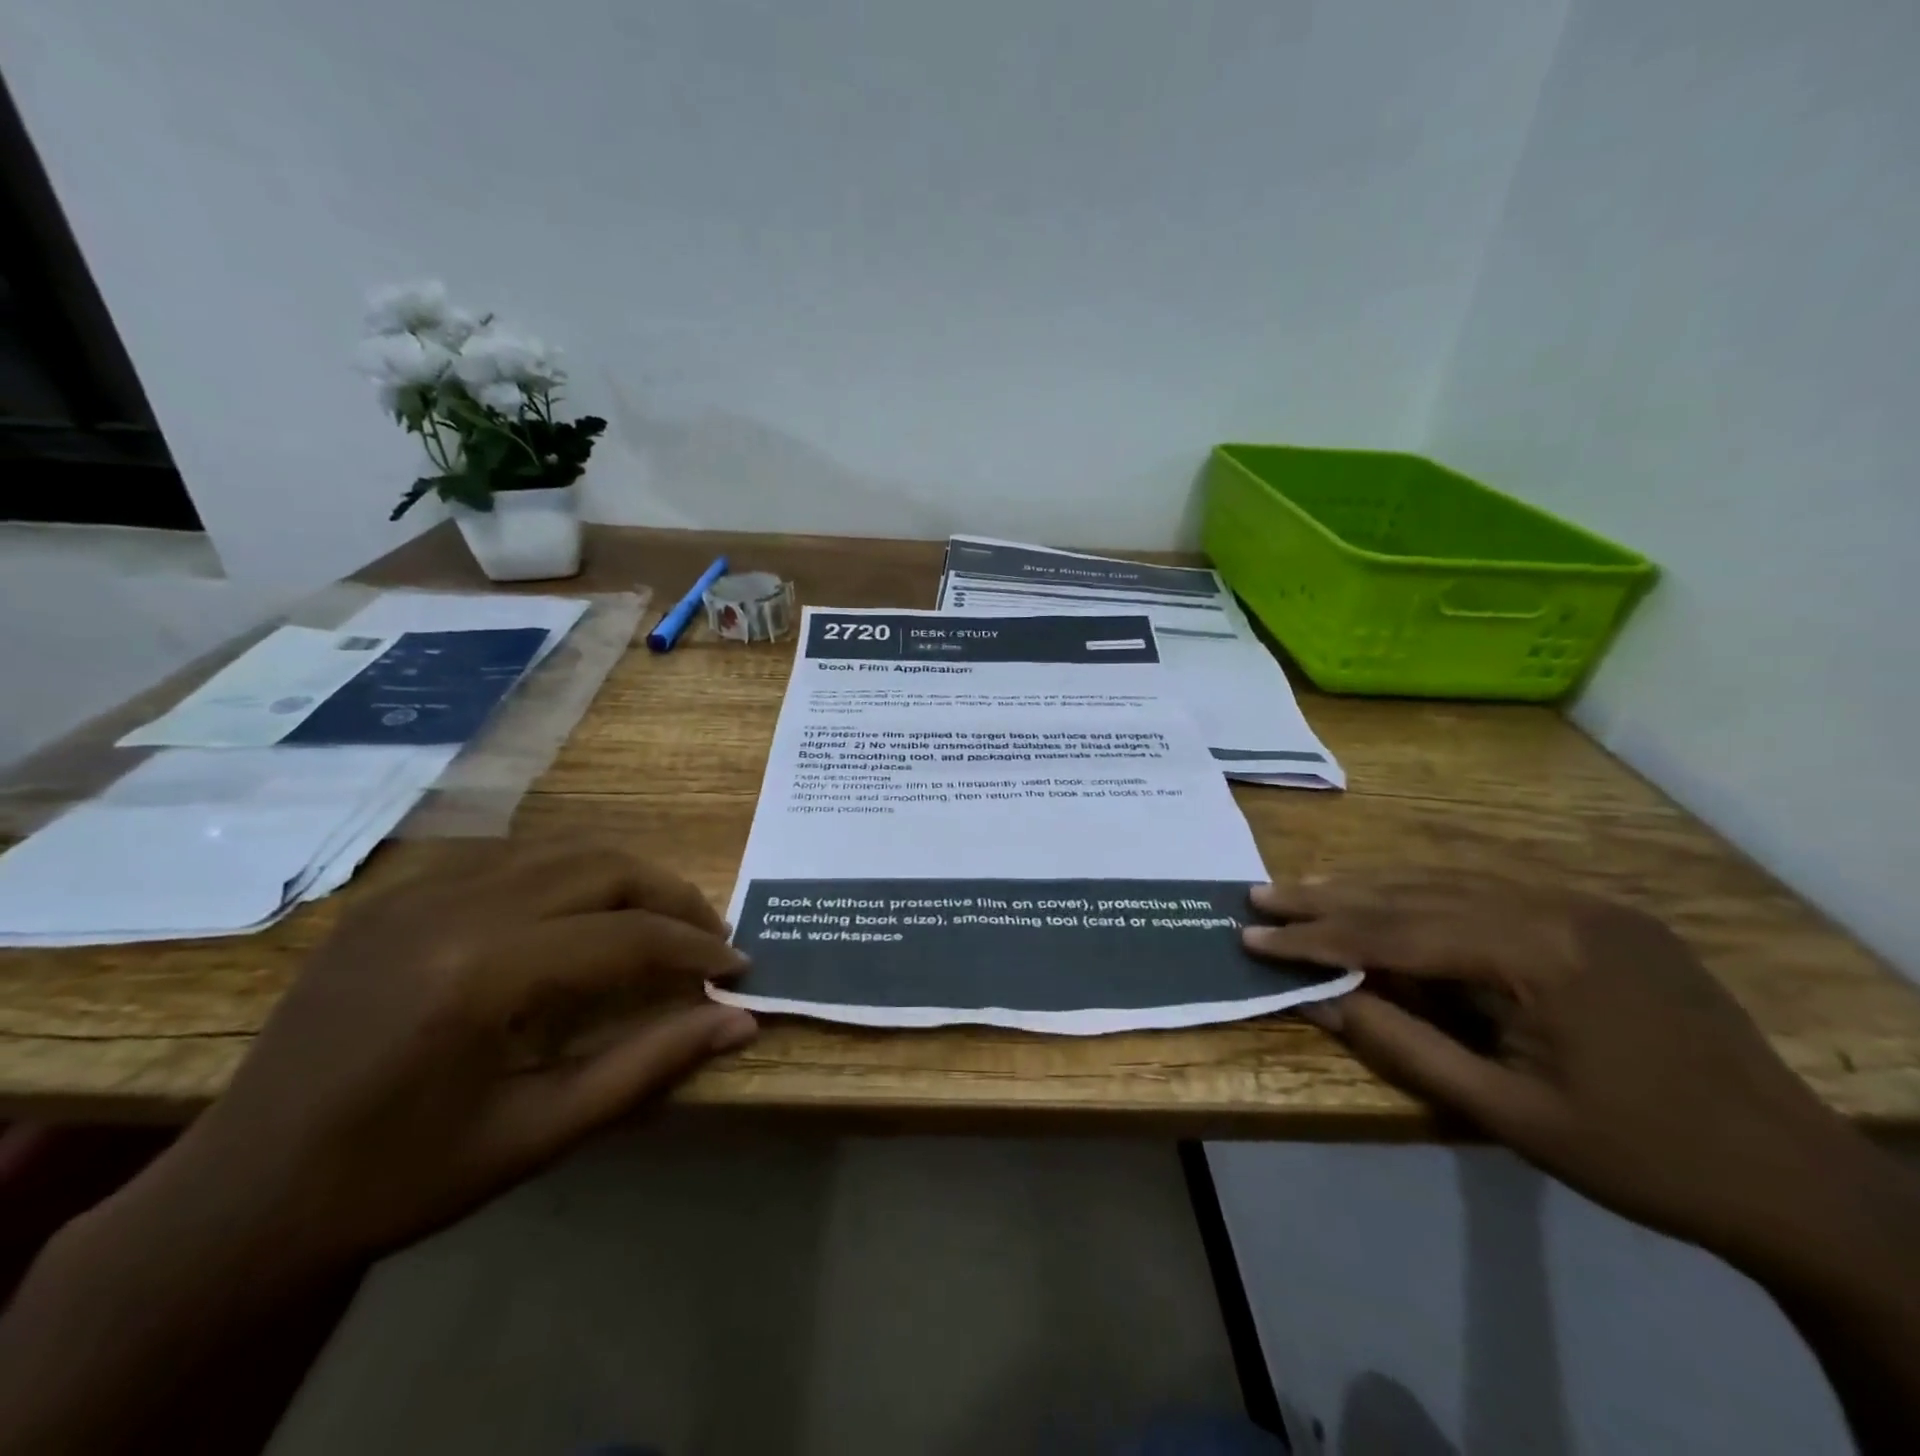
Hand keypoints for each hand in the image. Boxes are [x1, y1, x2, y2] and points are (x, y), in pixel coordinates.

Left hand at [153, 844, 756, 1276]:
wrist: (236, 1200)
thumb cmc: (398, 1180)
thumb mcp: (538, 1134)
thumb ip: (648, 1066)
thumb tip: (740, 1023)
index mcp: (478, 975)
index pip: (625, 936)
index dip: (695, 950)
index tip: (738, 969)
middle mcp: (451, 908)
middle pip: (602, 867)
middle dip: (672, 897)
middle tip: (710, 938)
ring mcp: (415, 892)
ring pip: (561, 849)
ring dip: (626, 878)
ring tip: (660, 922)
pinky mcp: (394, 896)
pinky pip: (511, 860)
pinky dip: (569, 877)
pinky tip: (580, 920)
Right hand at [1242, 871, 1879, 1268]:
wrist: (1800, 1178)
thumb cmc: (1643, 1157)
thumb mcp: (1507, 1114)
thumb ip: (1402, 1046)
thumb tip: (1313, 1000)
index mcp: (1539, 953)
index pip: (1396, 933)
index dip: (1316, 936)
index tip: (1251, 933)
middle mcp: (1556, 905)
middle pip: (1414, 893)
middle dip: (1329, 897)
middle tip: (1260, 894)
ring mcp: (1583, 902)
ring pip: (1448, 882)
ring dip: (1370, 888)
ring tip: (1305, 888)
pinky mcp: (1600, 912)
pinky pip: (1490, 891)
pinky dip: (1425, 895)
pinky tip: (1390, 897)